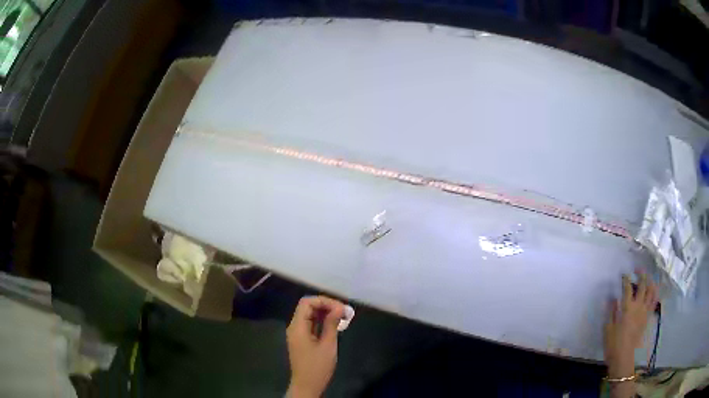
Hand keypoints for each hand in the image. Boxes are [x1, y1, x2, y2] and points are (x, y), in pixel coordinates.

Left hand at [286, 296, 345, 397]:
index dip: (324, 301)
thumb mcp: (328, 345)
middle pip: (307, 307)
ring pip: (309, 315)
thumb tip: (339, 307)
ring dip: (325, 313)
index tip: (341, 308)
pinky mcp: (302, 340)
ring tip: (343, 317)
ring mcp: (297, 334)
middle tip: (344, 312)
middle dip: (326, 306)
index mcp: (297, 327)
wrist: (307, 386)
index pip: (307, 303)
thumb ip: (331, 324)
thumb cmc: (317, 367)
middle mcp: (295, 327)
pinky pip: (311, 324)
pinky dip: (322, 322)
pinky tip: (335, 325)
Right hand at [604, 271, 657, 382]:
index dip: (625, 279)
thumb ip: (612, 311)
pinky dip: (654, 292)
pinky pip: (654, 301)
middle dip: (641, 273)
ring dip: (650, 281)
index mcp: (627, 307)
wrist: (623, 357)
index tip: (623, 274)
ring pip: (651, 290)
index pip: (627, 287)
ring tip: (647, 277)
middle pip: (643, 284)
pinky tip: (652, 290)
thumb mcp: (608, 328)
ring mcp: (645, 310)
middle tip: (637, 269)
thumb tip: (613, 298)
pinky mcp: (648, 316)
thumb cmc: (613, 344)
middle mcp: (638, 305)